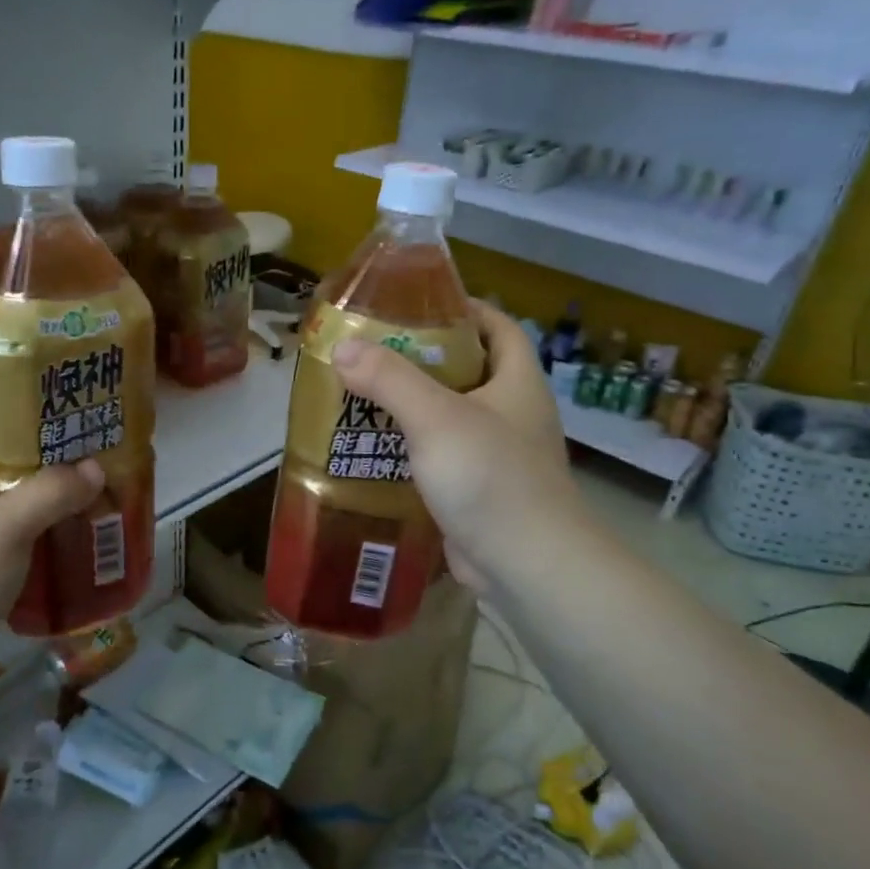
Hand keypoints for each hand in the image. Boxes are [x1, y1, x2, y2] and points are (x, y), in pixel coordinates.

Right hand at [329, 301, 577, 593]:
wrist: (527, 564)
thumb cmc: (491, 477)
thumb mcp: (436, 417)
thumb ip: (389, 379)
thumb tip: (342, 346)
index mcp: (516, 383)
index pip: (498, 327)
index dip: (464, 308)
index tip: (417, 304)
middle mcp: (512, 413)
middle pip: (468, 369)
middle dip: (424, 357)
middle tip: (372, 351)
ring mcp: (496, 454)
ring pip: (450, 415)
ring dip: (412, 405)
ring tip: (363, 393)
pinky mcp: (478, 489)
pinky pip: (441, 455)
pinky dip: (412, 447)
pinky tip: (375, 447)